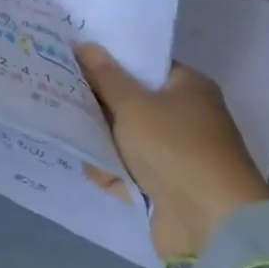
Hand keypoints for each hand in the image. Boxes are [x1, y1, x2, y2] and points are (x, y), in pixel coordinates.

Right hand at [74, 45, 268, 261]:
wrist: (210, 222)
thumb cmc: (174, 148)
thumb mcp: (132, 104)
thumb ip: (104, 76)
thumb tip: (85, 45)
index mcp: (187, 87)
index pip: (142, 64)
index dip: (109, 60)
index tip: (73, 57)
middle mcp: (184, 116)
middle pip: (130, 100)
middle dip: (97, 102)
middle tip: (58, 90)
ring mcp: (174, 152)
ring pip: (124, 136)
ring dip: (99, 138)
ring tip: (63, 129)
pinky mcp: (164, 183)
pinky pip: (127, 167)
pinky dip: (110, 169)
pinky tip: (87, 166)